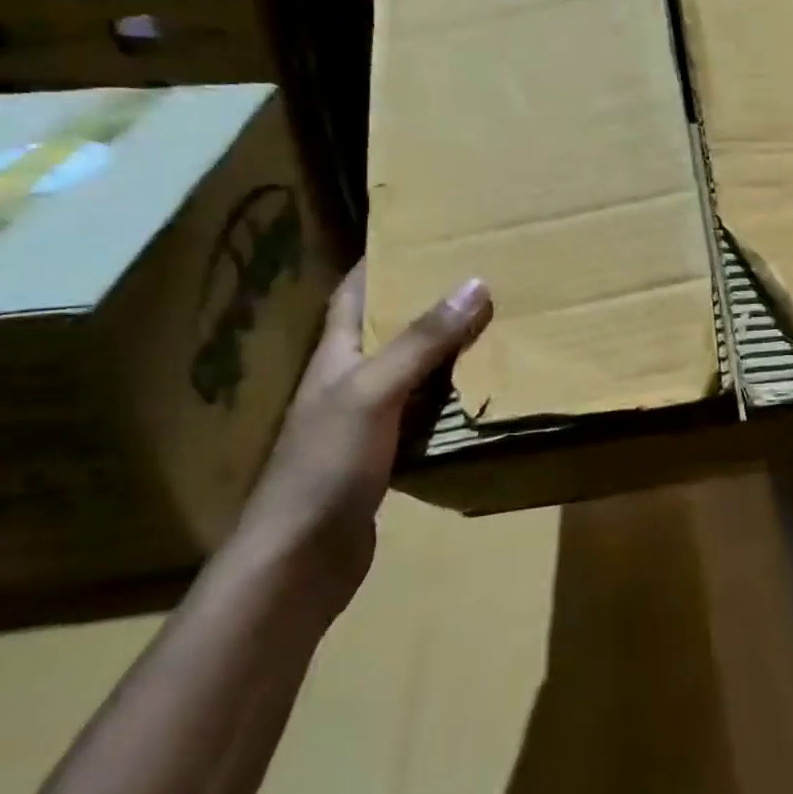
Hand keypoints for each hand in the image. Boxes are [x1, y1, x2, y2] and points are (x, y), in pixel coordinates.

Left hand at [231, 262, 491, 612]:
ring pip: (411, 370)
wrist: (300, 560)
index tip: (422, 233)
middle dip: (426, 300)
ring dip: (445, 349)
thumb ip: (423, 341)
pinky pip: (423, 411)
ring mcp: (365, 420)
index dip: (381, 260)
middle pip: (388, 328)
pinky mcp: (384, 455)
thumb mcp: (374, 391)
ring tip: (491, 324)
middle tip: (477, 275)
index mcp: (335, 355)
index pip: (354, 292)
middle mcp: (348, 380)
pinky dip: (450, 397)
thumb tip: (475, 283)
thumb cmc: (326, 464)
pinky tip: (481, 392)